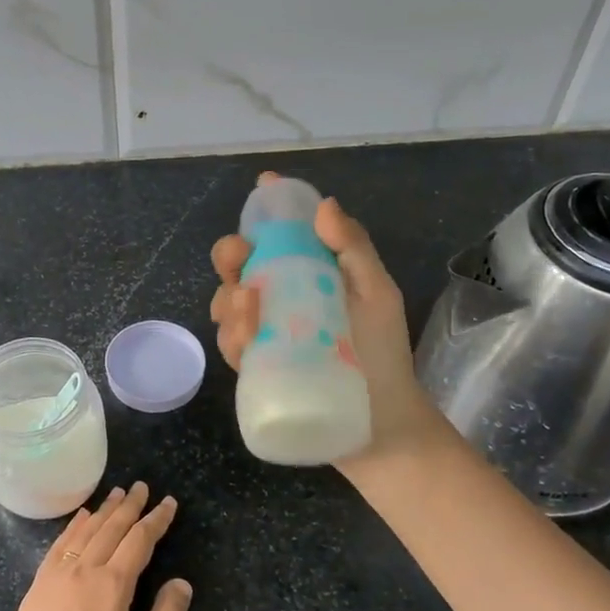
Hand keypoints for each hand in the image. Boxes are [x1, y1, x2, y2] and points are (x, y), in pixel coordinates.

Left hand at [0, 482, 193, 610]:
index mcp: (113, 586)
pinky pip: (60, 544)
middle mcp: (85, 570)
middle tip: (142, 486)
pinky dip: (73, 526)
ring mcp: (58, 575)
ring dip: (104, 510)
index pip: (140, 540)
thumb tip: (182, 582)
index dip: (156, 519)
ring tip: (116, 494)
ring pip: (86, 531)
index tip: (168, 503)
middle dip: (130, 505)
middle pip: (112, 528)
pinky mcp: (38, 584)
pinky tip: (81, 517)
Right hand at [210, 175, 451, 486]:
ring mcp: (265, 334)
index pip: (280, 235)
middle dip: (230, 254)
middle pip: (239, 265)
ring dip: (228, 297)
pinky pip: (230, 344)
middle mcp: (280, 299)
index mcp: (308, 275)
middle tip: (239, 256)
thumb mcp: (377, 295)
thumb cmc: (383, 354)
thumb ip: (354, 250)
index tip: (263, 186)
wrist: (379, 424)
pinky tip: (246, 338)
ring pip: (226, 303)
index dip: (268, 209)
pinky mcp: (254, 367)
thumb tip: (324, 205)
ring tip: (248, 305)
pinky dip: (231, 336)